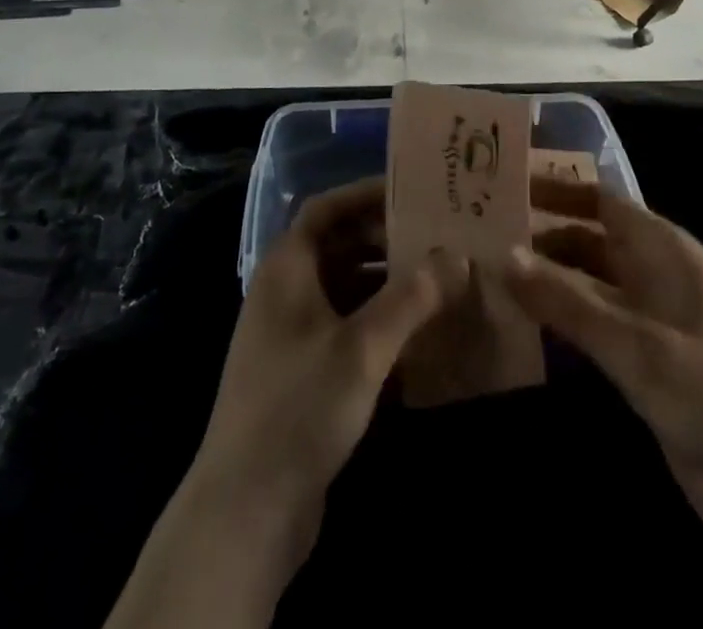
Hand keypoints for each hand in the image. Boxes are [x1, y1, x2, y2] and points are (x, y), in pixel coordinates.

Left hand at [107, 177, 464, 628]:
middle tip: (437, 238)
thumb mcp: (362, 347)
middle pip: (339, 246)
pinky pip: (346, 328)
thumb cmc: (300, 406)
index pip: (326, 208)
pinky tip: (418, 336)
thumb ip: (411, 298)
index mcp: (287, 268)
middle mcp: (285, 291)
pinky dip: (378, 323)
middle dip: (386, 240)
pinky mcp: (303, 373)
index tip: (412, 192)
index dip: (366, 194)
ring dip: (387, 283)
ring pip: (345, 289)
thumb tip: (456, 257)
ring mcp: (292, 334)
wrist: (246, 510)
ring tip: (438, 281)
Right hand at [506, 178, 702, 628]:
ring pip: (588, 286)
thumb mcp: (635, 342)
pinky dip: (562, 322)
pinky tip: (522, 327)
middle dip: (542, 237)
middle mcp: (654, 274)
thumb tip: (503, 255)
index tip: (504, 184)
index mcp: (663, 249)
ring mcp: (651, 319)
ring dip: (547, 281)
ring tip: (488, 277)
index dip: (556, 188)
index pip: (600, 200)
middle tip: (482, 236)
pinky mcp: (645, 363)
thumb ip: (568, 300)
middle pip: (590, 240)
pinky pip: (594, 328)